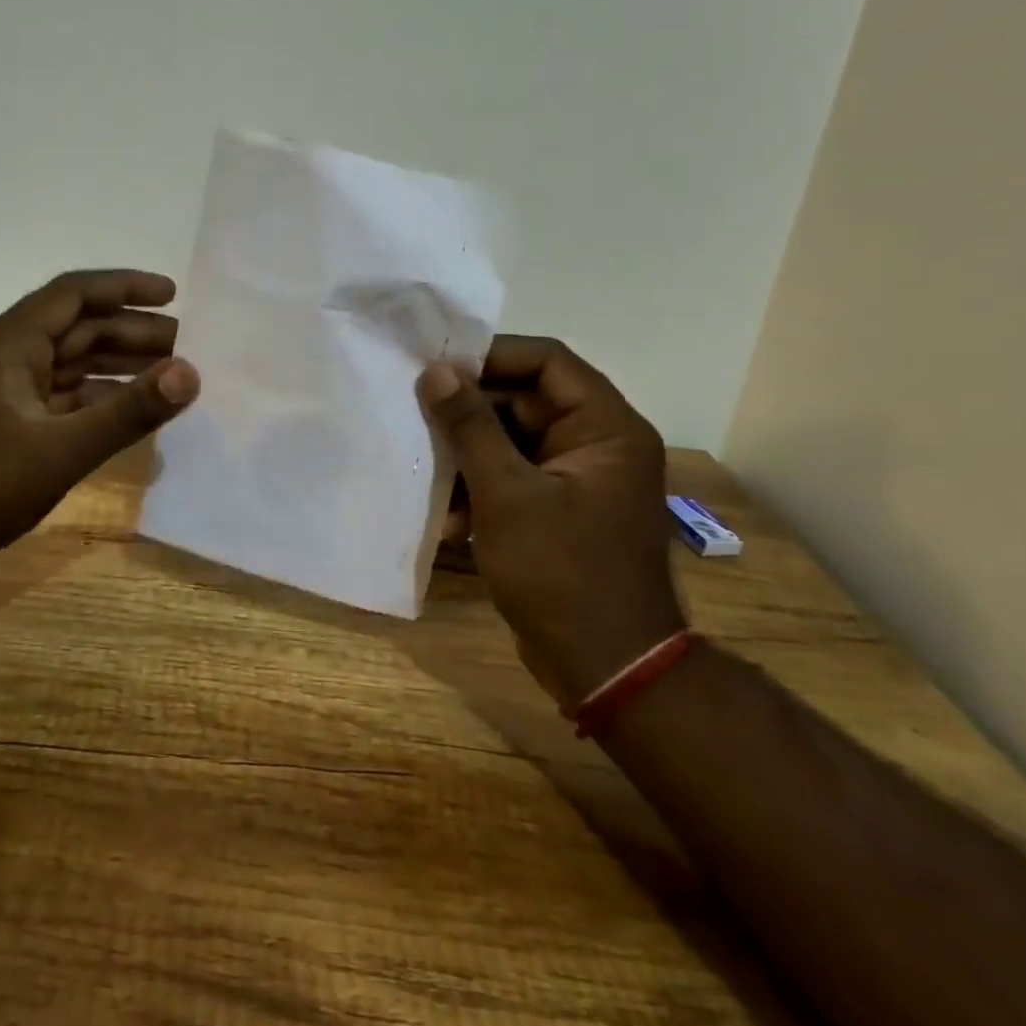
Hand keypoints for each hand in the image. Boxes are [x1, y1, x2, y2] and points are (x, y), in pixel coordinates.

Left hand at [0, 270, 199, 569]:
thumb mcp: (60, 449)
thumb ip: (128, 412)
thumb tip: (191, 373)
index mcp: (12, 342)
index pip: (76, 293)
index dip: (126, 287)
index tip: (174, 295)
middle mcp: (9, 356)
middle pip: (80, 328)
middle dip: (133, 332)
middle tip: (188, 346)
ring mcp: (7, 392)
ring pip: (74, 364)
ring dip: (120, 366)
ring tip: (171, 376)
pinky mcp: (9, 424)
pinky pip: (65, 398)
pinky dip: (101, 400)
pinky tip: (133, 413)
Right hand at [418, 337, 682, 708]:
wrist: (607, 669)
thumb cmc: (561, 573)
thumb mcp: (507, 494)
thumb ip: (471, 426)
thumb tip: (438, 370)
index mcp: (605, 428)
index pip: (547, 361)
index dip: (491, 356)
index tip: (437, 367)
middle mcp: (598, 444)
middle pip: (525, 401)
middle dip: (470, 416)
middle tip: (419, 419)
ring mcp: (579, 479)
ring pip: (513, 442)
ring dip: (469, 460)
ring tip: (431, 481)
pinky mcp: (561, 510)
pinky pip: (515, 478)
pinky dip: (482, 492)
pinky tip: (450, 523)